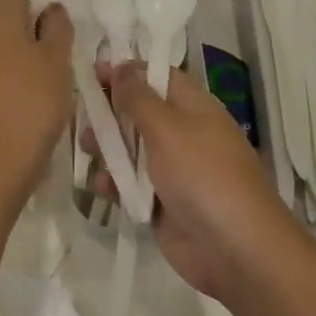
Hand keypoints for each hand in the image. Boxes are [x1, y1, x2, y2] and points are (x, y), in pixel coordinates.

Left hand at [0, 0, 72, 195]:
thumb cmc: (33, 100)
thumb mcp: (58, 59)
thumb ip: (58, 27)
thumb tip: (51, 10)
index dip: (42, 12)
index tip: (60, 39)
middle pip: (8, 22)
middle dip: (33, 37)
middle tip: (57, 64)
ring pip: (1, 49)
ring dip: (22, 61)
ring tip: (45, 88)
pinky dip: (9, 81)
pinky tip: (27, 104)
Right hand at [88, 62, 297, 300]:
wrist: (235, 249)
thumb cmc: (202, 175)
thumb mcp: (167, 128)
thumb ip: (137, 97)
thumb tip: (120, 66)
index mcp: (193, 107)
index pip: (156, 76)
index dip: (126, 71)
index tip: (91, 72)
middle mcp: (182, 133)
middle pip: (138, 112)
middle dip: (108, 111)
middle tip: (80, 114)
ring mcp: (171, 169)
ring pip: (129, 149)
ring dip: (106, 147)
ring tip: (84, 148)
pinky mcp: (160, 202)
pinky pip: (130, 184)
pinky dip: (114, 182)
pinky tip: (101, 186)